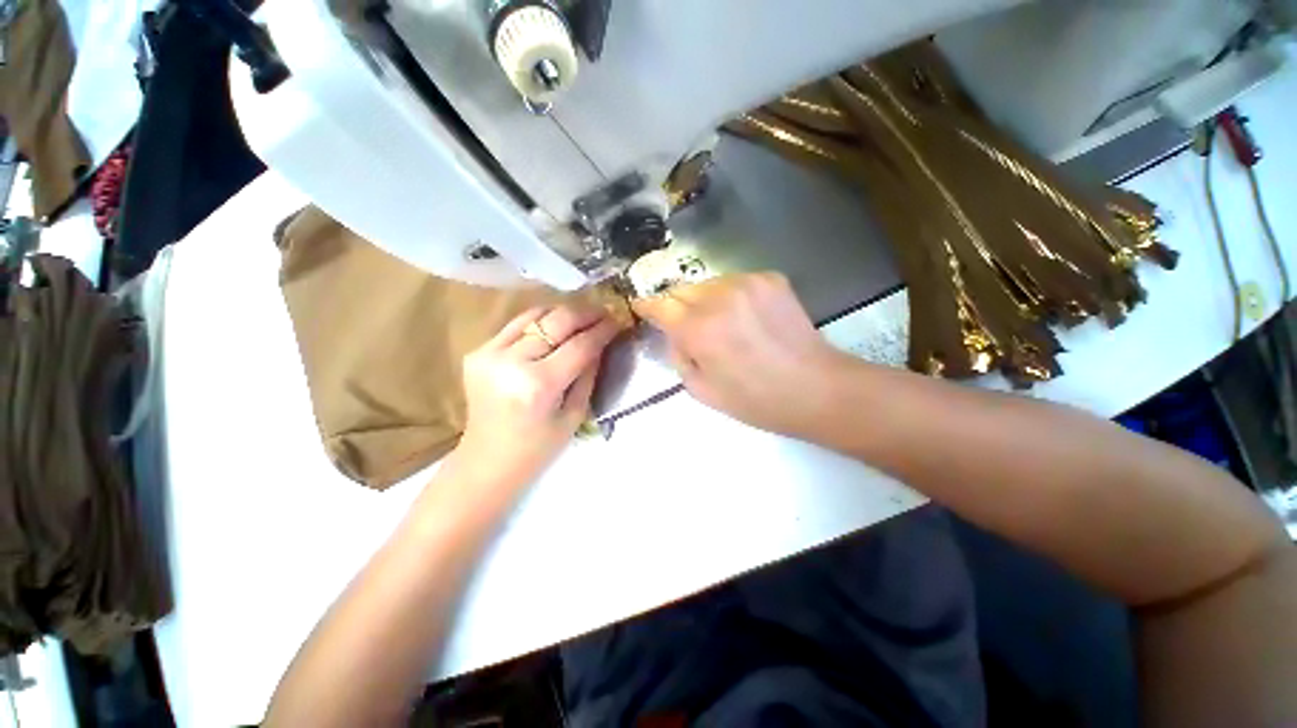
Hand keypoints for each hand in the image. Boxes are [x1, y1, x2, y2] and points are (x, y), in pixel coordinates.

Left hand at [454, 303, 620, 486]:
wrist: (487, 460)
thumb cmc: (538, 447)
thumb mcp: (575, 414)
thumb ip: (588, 374)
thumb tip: (601, 342)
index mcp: (539, 385)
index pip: (579, 345)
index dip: (602, 330)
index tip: (618, 320)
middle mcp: (511, 362)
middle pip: (557, 322)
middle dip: (585, 313)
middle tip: (603, 312)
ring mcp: (490, 353)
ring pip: (535, 315)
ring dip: (563, 312)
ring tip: (582, 315)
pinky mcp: (478, 351)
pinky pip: (516, 325)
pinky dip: (539, 321)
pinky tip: (554, 325)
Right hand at [633, 273, 853, 437]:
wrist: (816, 388)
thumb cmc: (755, 399)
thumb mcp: (701, 391)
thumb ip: (678, 356)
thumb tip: (674, 334)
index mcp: (699, 329)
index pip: (659, 304)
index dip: (646, 306)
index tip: (641, 308)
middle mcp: (719, 297)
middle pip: (681, 289)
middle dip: (677, 306)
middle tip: (687, 326)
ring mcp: (747, 282)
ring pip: (707, 284)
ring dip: (704, 301)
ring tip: (721, 324)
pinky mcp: (770, 278)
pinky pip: (734, 282)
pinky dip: (730, 297)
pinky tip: (745, 318)